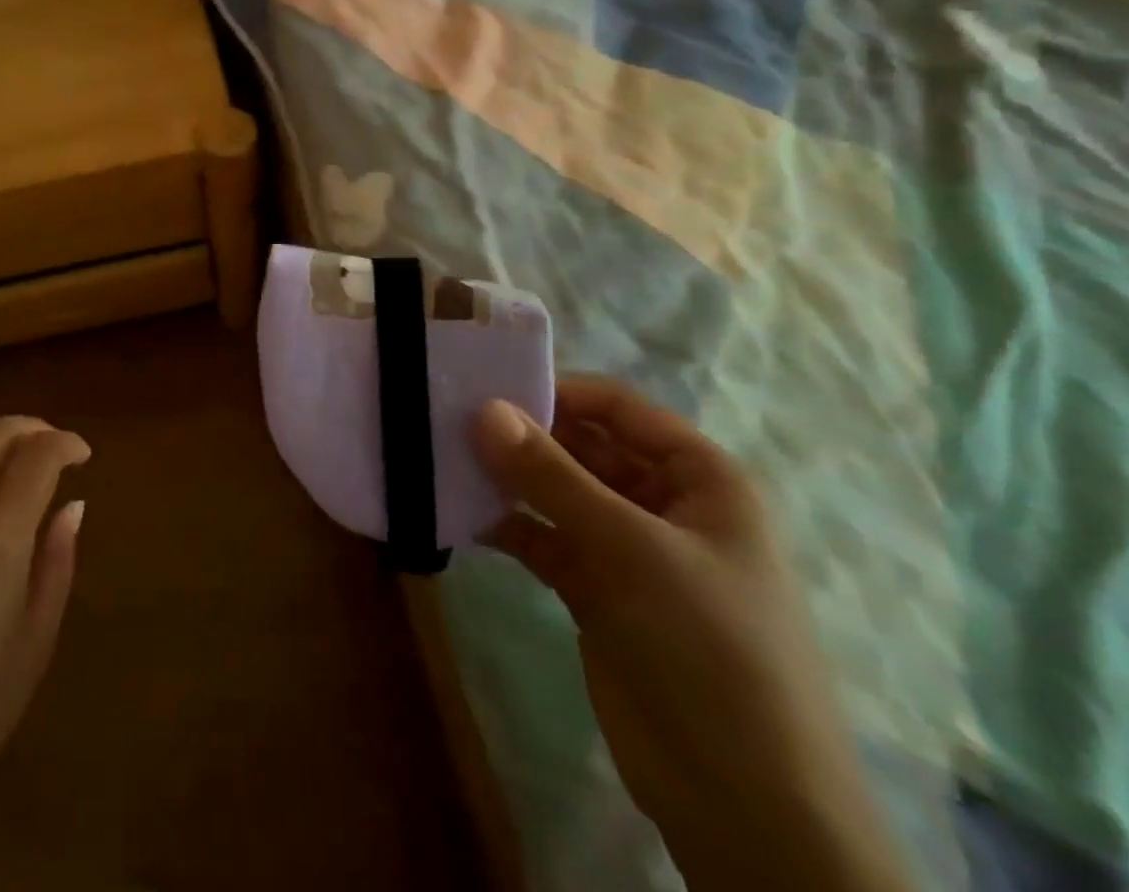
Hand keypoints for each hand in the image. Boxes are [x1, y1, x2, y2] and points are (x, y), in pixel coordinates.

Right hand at [472, 380, 909, 891]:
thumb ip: (551, 476)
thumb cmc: (709, 647)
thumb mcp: (631, 549)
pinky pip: (543, 539)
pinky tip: (462, 514)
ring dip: (508, 478)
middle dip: (523, 435)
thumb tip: (483, 409)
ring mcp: (626, 550)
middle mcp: (661, 503)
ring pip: (557, 492)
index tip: (488, 388)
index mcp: (698, 479)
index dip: (558, 391)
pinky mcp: (595, 591)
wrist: (743, 802)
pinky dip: (507, 525)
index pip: (619, 408)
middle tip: (451, 421)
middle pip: (582, 446)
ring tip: (446, 459)